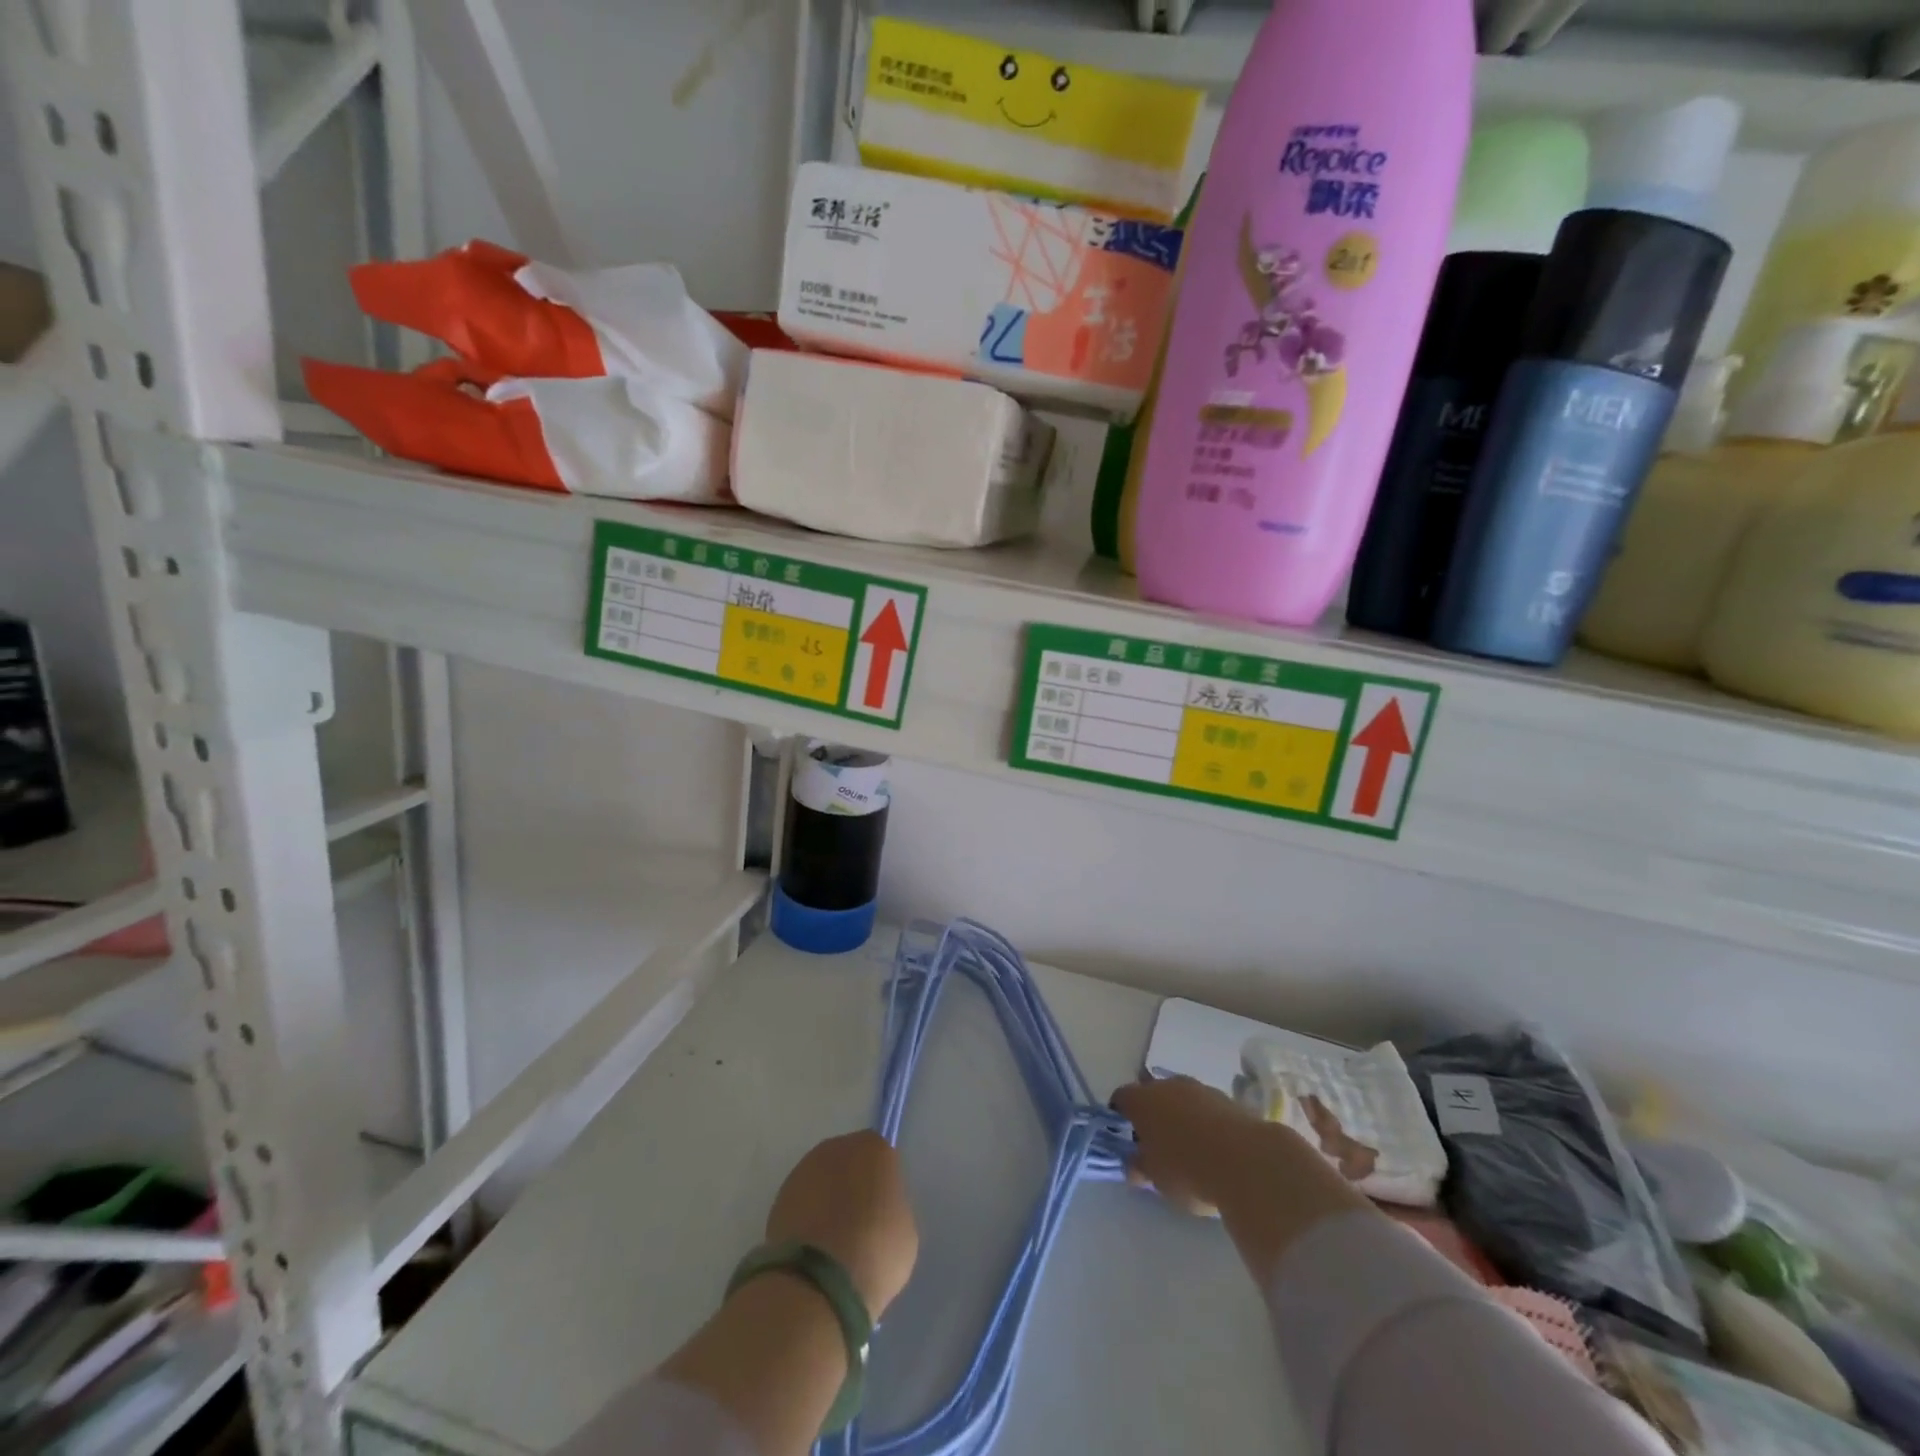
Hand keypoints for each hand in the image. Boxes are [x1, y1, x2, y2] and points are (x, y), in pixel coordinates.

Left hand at [765, 1131, 918, 1320]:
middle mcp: (837, 1148)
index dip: (882, 1184)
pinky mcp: (778, 1198)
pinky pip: (802, 1204)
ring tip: (833, 1243)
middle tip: (859, 1225)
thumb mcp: (904, 1231)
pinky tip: (813, 1251)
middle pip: (849, 1163)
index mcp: (873, 1148)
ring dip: (827, 1202)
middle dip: (853, 1187)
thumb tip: (876, 1211)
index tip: (883, 1211)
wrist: (818, 1280)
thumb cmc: (875, 1250)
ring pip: (822, 1182)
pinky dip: (807, 1220)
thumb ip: (891, 1208)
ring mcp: (803, 1171)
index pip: (882, 1158)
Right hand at [1111, 1076, 1266, 1216]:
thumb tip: (1133, 1162)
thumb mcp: (1155, 1177)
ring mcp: (1199, 1088)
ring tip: (1189, 1148)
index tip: (1125, 1136)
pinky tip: (1214, 1147)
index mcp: (1142, 1100)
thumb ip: (1139, 1166)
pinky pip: (1206, 1108)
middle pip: (1152, 1094)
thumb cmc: (1187, 1169)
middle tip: (1157, 1144)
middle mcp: (1167, 1085)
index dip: (1120, 1116)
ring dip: (1181, 1117)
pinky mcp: (1227, 1099)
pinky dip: (1205, 1122)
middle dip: (1153, 1115)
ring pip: (1181, 1099)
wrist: (1246, 1161)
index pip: (1121, 1098)